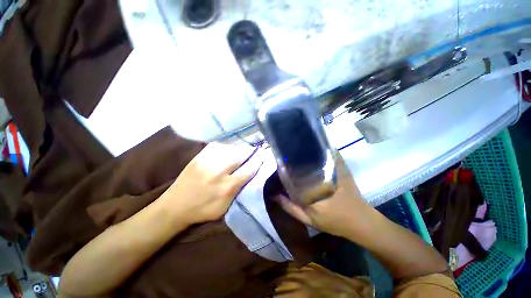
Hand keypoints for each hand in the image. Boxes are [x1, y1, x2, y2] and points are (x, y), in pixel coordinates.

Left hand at [162, 143, 263, 224]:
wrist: (174, 206)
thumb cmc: (203, 210)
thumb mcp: (225, 207)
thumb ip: (239, 190)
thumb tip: (251, 173)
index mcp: (227, 187)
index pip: (249, 169)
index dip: (258, 161)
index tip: (264, 155)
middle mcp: (219, 171)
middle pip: (241, 155)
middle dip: (251, 151)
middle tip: (256, 150)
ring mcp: (207, 161)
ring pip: (231, 148)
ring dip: (239, 148)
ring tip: (243, 150)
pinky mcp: (199, 156)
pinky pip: (218, 146)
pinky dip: (227, 146)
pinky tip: (229, 149)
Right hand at [275, 153, 372, 237]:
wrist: (360, 221)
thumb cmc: (333, 222)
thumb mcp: (308, 219)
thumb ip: (290, 207)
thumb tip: (274, 195)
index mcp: (313, 187)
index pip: (295, 170)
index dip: (285, 164)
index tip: (279, 162)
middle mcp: (322, 174)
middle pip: (305, 159)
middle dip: (295, 156)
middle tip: (286, 156)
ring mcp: (334, 169)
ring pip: (317, 154)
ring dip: (307, 152)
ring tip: (297, 152)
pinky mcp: (342, 168)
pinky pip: (329, 154)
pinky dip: (320, 151)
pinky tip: (312, 152)